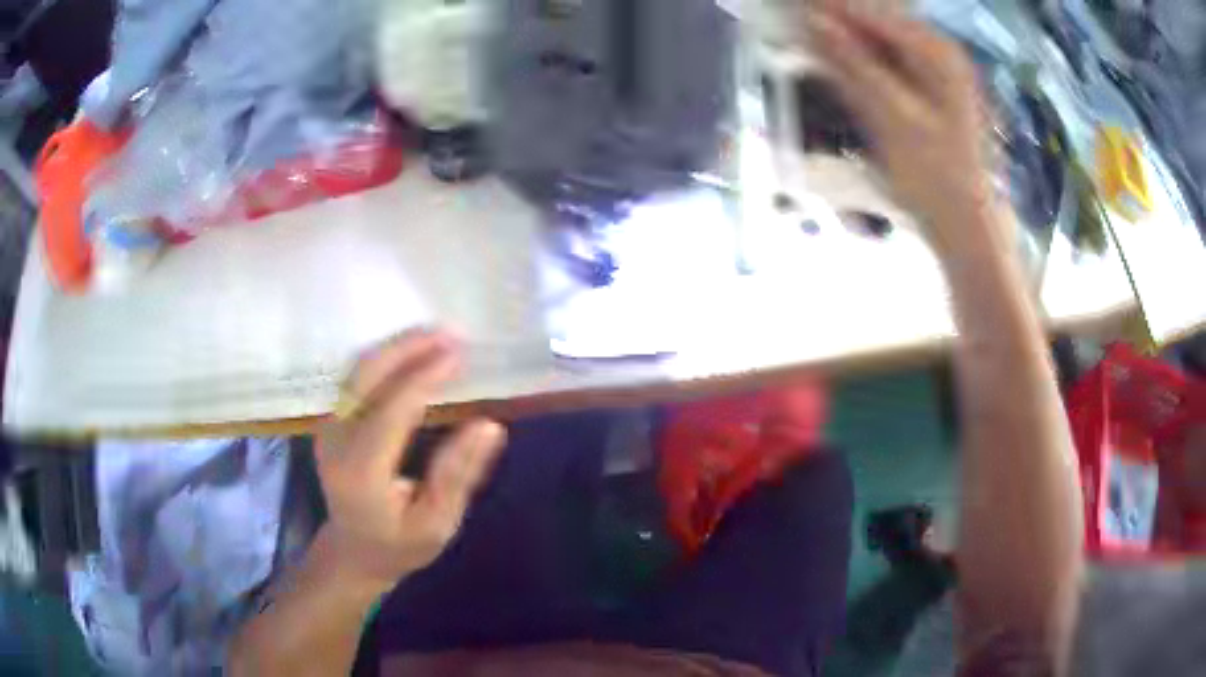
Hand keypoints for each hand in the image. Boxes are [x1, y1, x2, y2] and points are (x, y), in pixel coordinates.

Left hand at [315, 329, 505, 591]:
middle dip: (408, 347)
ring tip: (438, 336)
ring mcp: (328, 427)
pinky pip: (357, 377)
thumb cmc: (399, 544)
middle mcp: (337, 441)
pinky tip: (414, 353)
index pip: (392, 409)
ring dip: (397, 347)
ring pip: (358, 369)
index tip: (461, 354)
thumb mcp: (437, 523)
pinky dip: (386, 358)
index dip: (425, 376)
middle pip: (365, 376)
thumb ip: (458, 474)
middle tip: (451, 333)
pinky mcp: (331, 421)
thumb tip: (489, 425)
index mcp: (362, 471)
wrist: (353, 551)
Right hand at [807, 1, 999, 254]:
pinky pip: (890, 61)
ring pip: (882, 40)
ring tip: (806, 38)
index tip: (790, 5)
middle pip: (879, 21)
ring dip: (846, 39)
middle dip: (837, 20)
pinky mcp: (931, 90)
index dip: (830, 6)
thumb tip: (812, 21)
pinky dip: (862, 60)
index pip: (874, 13)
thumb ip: (854, 63)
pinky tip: (838, 62)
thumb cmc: (936, 177)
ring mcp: (938, 71)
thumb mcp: (892, 117)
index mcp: (938, 53)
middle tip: (795, 23)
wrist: (967, 226)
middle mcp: (940, 52)